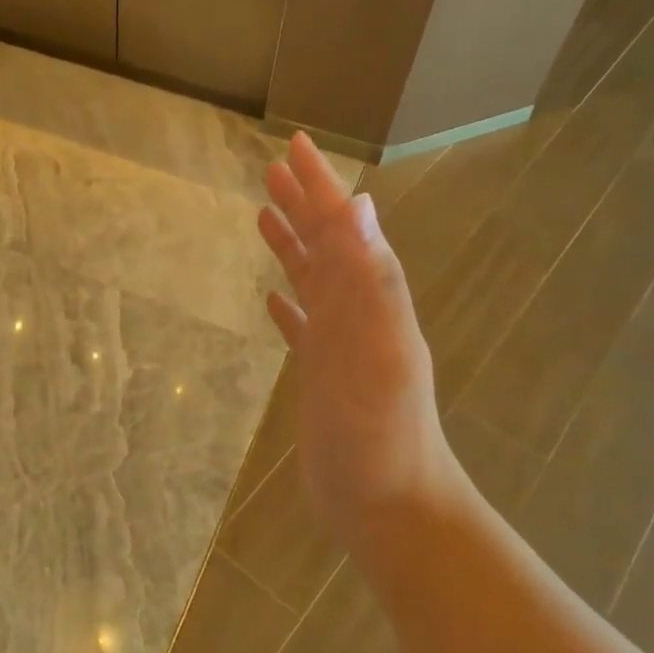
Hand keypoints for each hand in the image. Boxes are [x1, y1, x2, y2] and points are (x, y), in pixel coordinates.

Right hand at [258, 133, 473, 549]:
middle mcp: (357, 314)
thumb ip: (371, 282)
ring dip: (292, 247)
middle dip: (302, 205)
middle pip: (326, 247)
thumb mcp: (379, 353)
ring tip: (263, 217)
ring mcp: (338, 346)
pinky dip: (289, 305)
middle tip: (273, 170)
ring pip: (312, 282)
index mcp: (370, 300)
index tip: (293, 146)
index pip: (340, 229)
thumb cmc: (382, 436)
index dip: (318, 187)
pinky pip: (302, 328)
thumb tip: (359, 205)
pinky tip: (274, 299)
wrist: (390, 506)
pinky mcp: (322, 378)